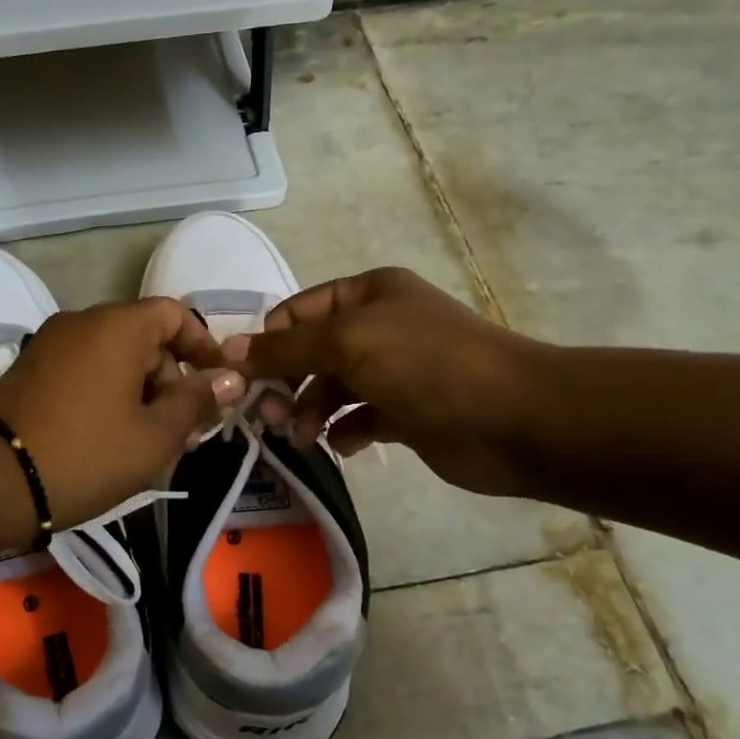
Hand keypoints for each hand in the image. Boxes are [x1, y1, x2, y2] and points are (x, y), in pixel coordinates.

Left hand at [0, 298, 244, 528]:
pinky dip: (107, 393)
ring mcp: (49, 343)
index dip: (204, 346)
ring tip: (149, 443)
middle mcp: (81, 321)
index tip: (219, 386)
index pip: (175, 314)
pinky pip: (83, 370)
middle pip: (144, 337)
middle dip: (171, 379)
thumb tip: (230, 378)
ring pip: (113, 357)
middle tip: (184, 431)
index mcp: (117, 326)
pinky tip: (110, 437)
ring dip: (140, 391)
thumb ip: (196, 401)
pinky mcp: (29, 369)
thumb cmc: (87, 455)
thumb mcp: (155, 436)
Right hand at [228, 267, 554, 496]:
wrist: (513, 418)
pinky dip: (344, 431)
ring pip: (331, 388)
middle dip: (286, 382)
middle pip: (311, 352)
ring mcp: (393, 370)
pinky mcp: (405, 412)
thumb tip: (227, 350)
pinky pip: (358, 418)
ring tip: (303, 437)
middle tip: (270, 417)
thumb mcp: (347, 342)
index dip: (268, 342)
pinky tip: (342, 445)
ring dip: (310, 411)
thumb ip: (284, 349)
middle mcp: (378, 326)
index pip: (297, 311)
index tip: (244, 380)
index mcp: (367, 293)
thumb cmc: (426, 364)